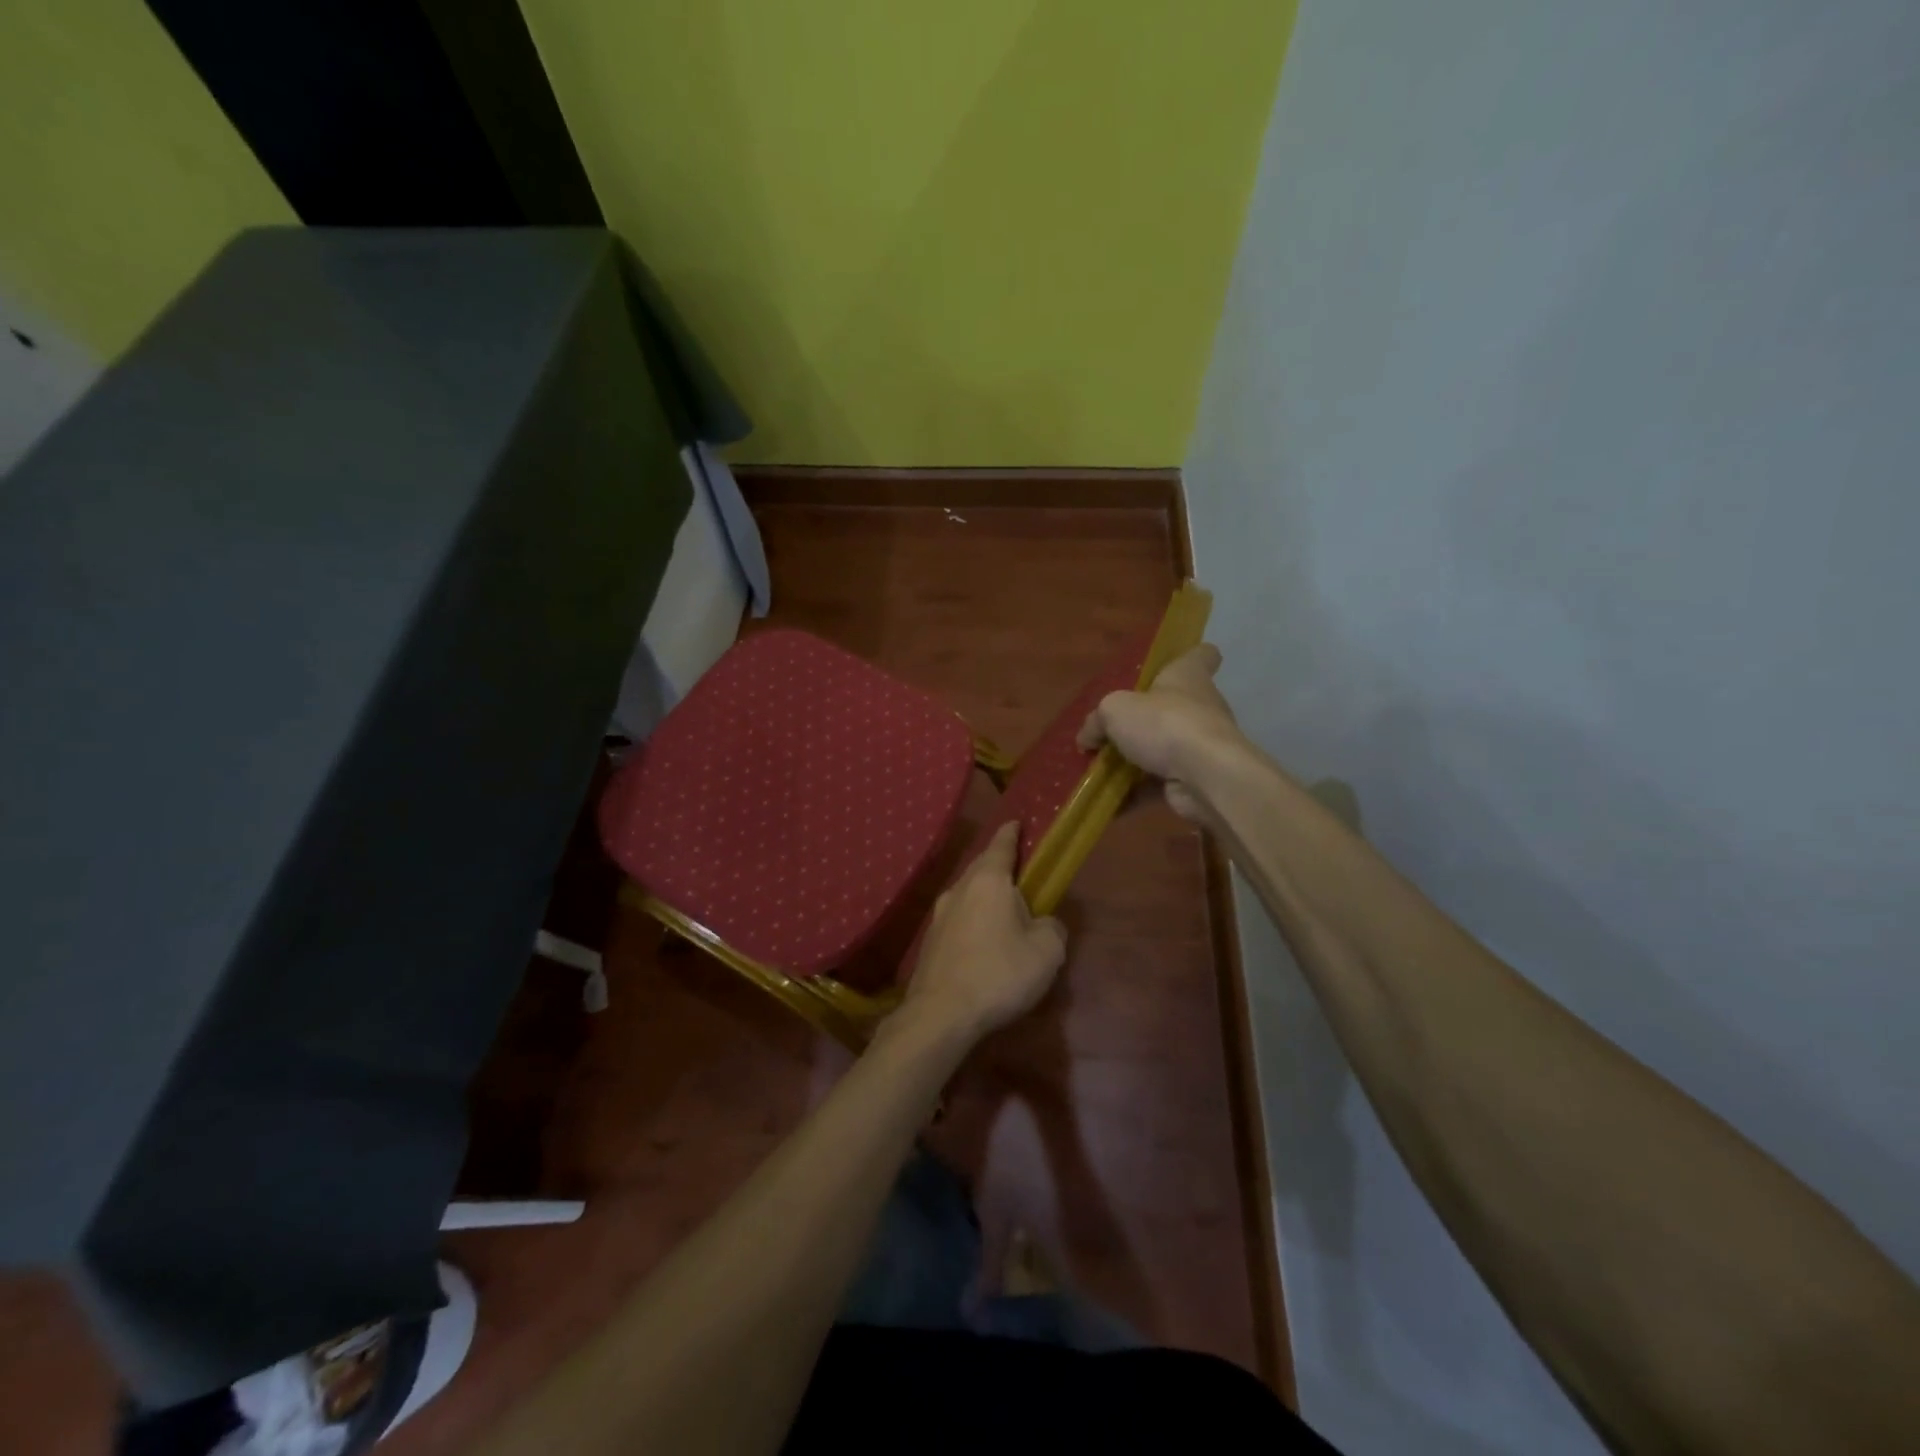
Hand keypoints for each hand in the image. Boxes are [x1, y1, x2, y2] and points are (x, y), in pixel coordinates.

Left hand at [896, 822, 1066, 1045]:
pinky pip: (958, 920)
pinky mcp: (930, 942)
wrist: (941, 1014)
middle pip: (981, 868)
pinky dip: (973, 922)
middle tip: (1019, 872)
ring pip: (967, 895)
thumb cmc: (999, 973)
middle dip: (999, 867)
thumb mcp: (1046, 952)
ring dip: (985, 898)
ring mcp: (939, 916)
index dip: (1011, 833)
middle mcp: (959, 890)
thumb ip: (1051, 928)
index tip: (1016, 822)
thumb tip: (1043, 923)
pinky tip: (983, 943)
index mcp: (988, 881)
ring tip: (1003, 911)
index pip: (1001, 845)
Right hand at [1077, 643, 1246, 822]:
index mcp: (1188, 676)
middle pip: (1172, 706)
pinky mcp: (1195, 777)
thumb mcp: (1114, 710)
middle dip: (1143, 720)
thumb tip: (1087, 738)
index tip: (1169, 667)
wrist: (1204, 775)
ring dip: (1134, 761)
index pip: (1201, 655)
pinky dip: (1136, 793)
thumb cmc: (1164, 723)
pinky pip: (1159, 784)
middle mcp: (1200, 706)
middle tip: (1110, 730)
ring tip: (1099, 770)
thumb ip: (1097, 722)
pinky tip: (1108, 803)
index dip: (1188, 657)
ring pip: (1163, 748)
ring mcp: (1200, 745)